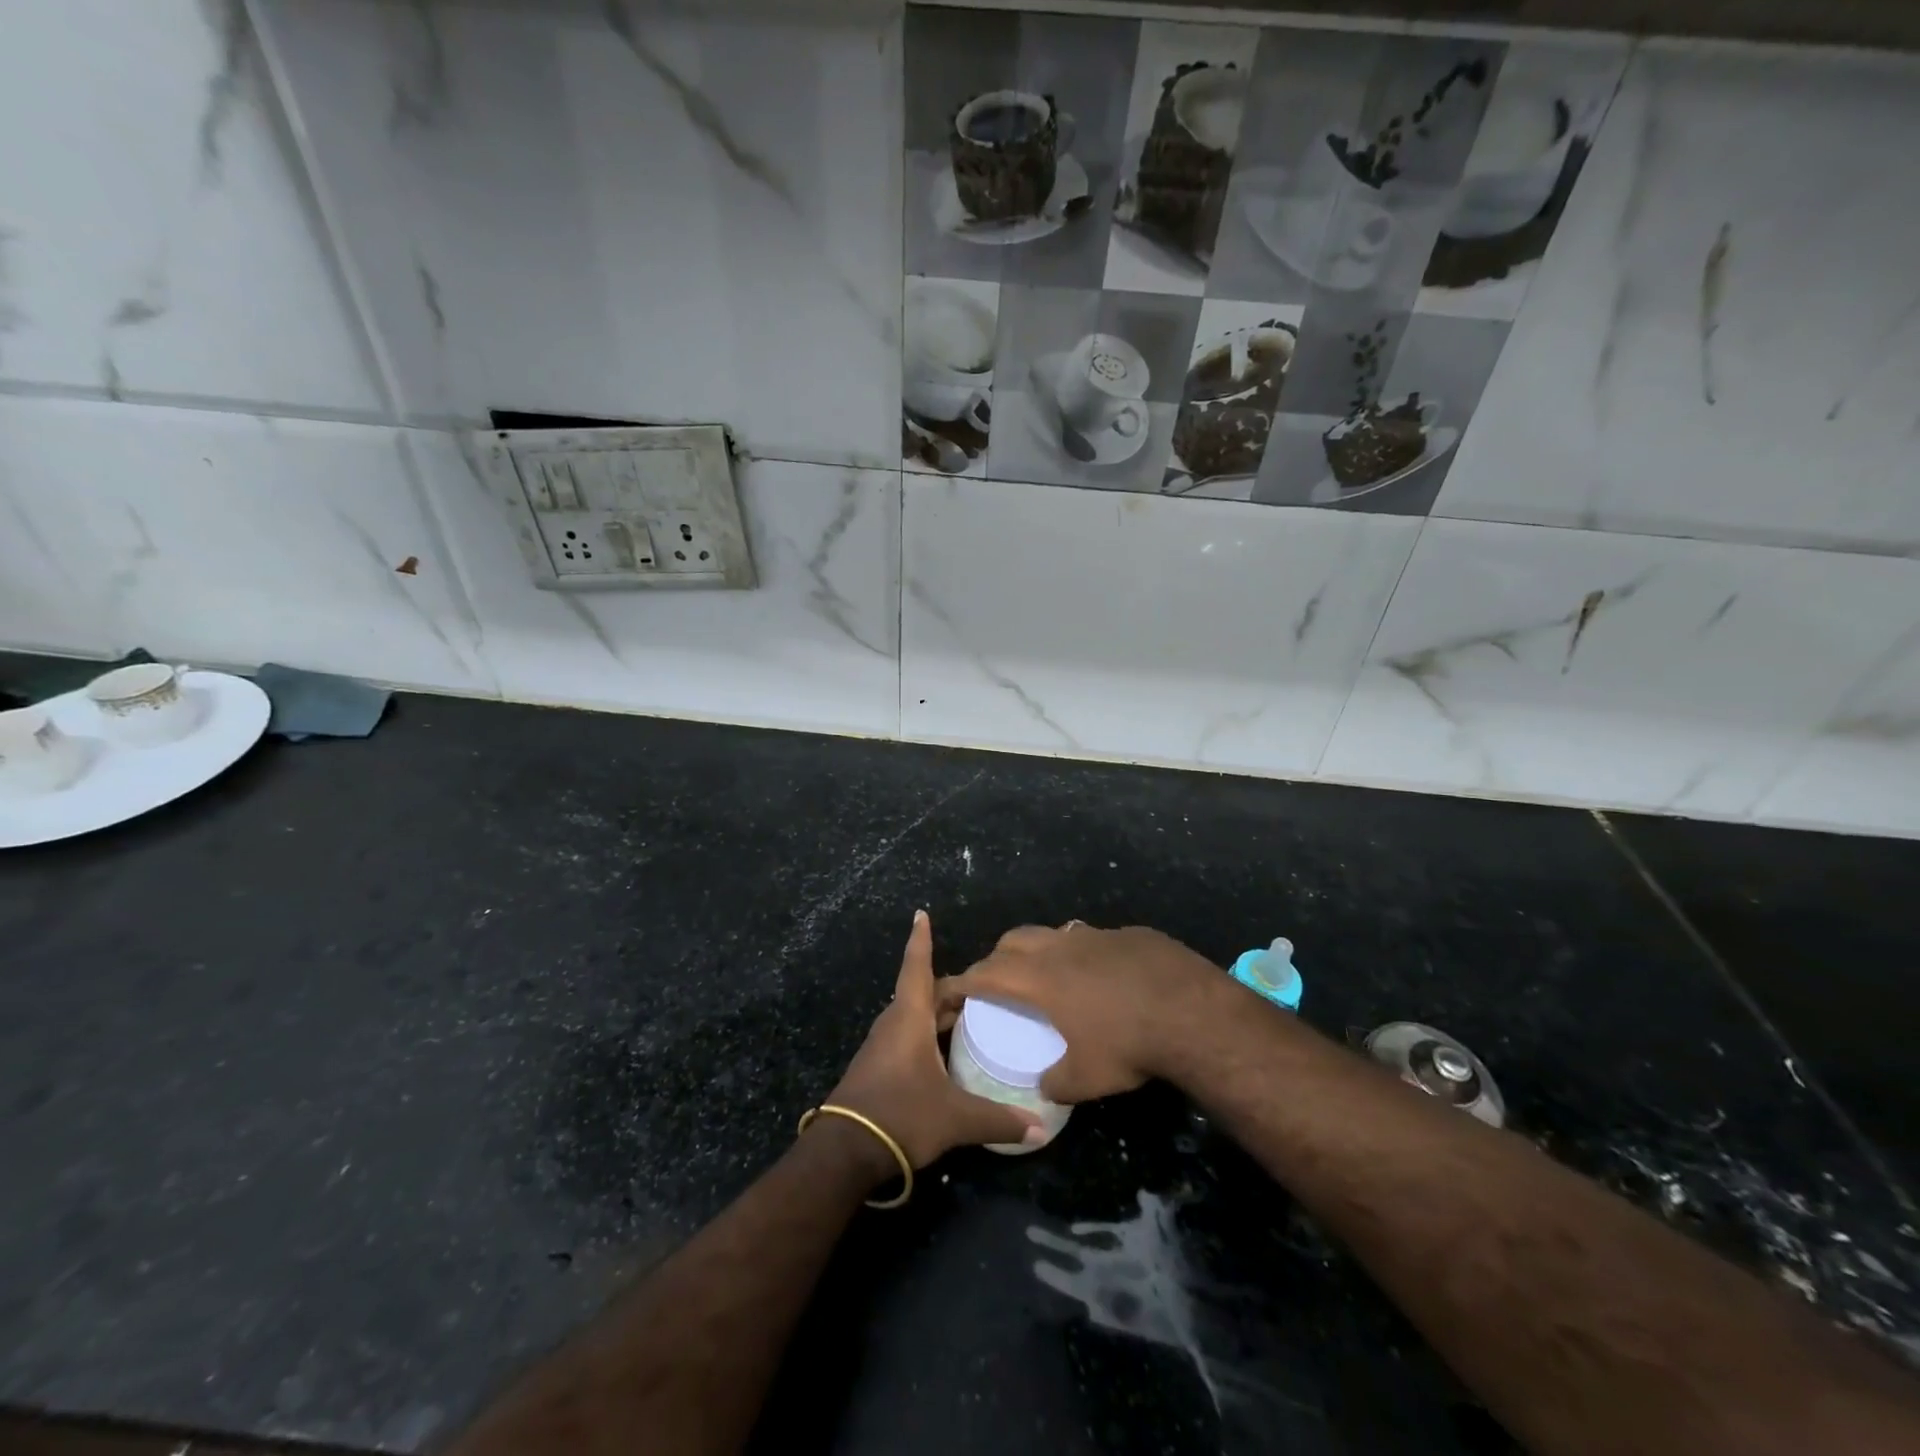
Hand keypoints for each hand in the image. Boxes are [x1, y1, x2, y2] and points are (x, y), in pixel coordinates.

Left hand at [824, 911, 1043, 1167]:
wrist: (845, 1151)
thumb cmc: (901, 1115)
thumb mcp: (955, 1117)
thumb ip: (998, 1120)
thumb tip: (1040, 1127)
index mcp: (909, 1018)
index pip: (917, 967)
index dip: (921, 941)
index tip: (920, 914)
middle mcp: (894, 1023)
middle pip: (922, 992)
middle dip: (950, 987)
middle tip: (982, 987)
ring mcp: (882, 1046)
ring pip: (913, 1015)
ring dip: (938, 1011)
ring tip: (970, 1015)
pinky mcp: (878, 1067)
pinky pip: (906, 1035)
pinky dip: (927, 1032)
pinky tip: (946, 1051)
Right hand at [935, 923, 1230, 1103]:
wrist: (1191, 1010)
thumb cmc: (1127, 1043)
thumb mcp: (1085, 1078)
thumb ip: (1055, 1082)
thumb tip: (1045, 1087)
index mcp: (1040, 978)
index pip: (986, 973)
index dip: (962, 981)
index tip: (948, 991)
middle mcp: (1061, 948)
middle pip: (1014, 940)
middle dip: (998, 957)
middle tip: (999, 982)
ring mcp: (1097, 935)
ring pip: (1054, 933)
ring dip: (1042, 950)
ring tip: (1050, 976)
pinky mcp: (1130, 934)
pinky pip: (1094, 938)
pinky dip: (1085, 954)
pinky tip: (1104, 977)